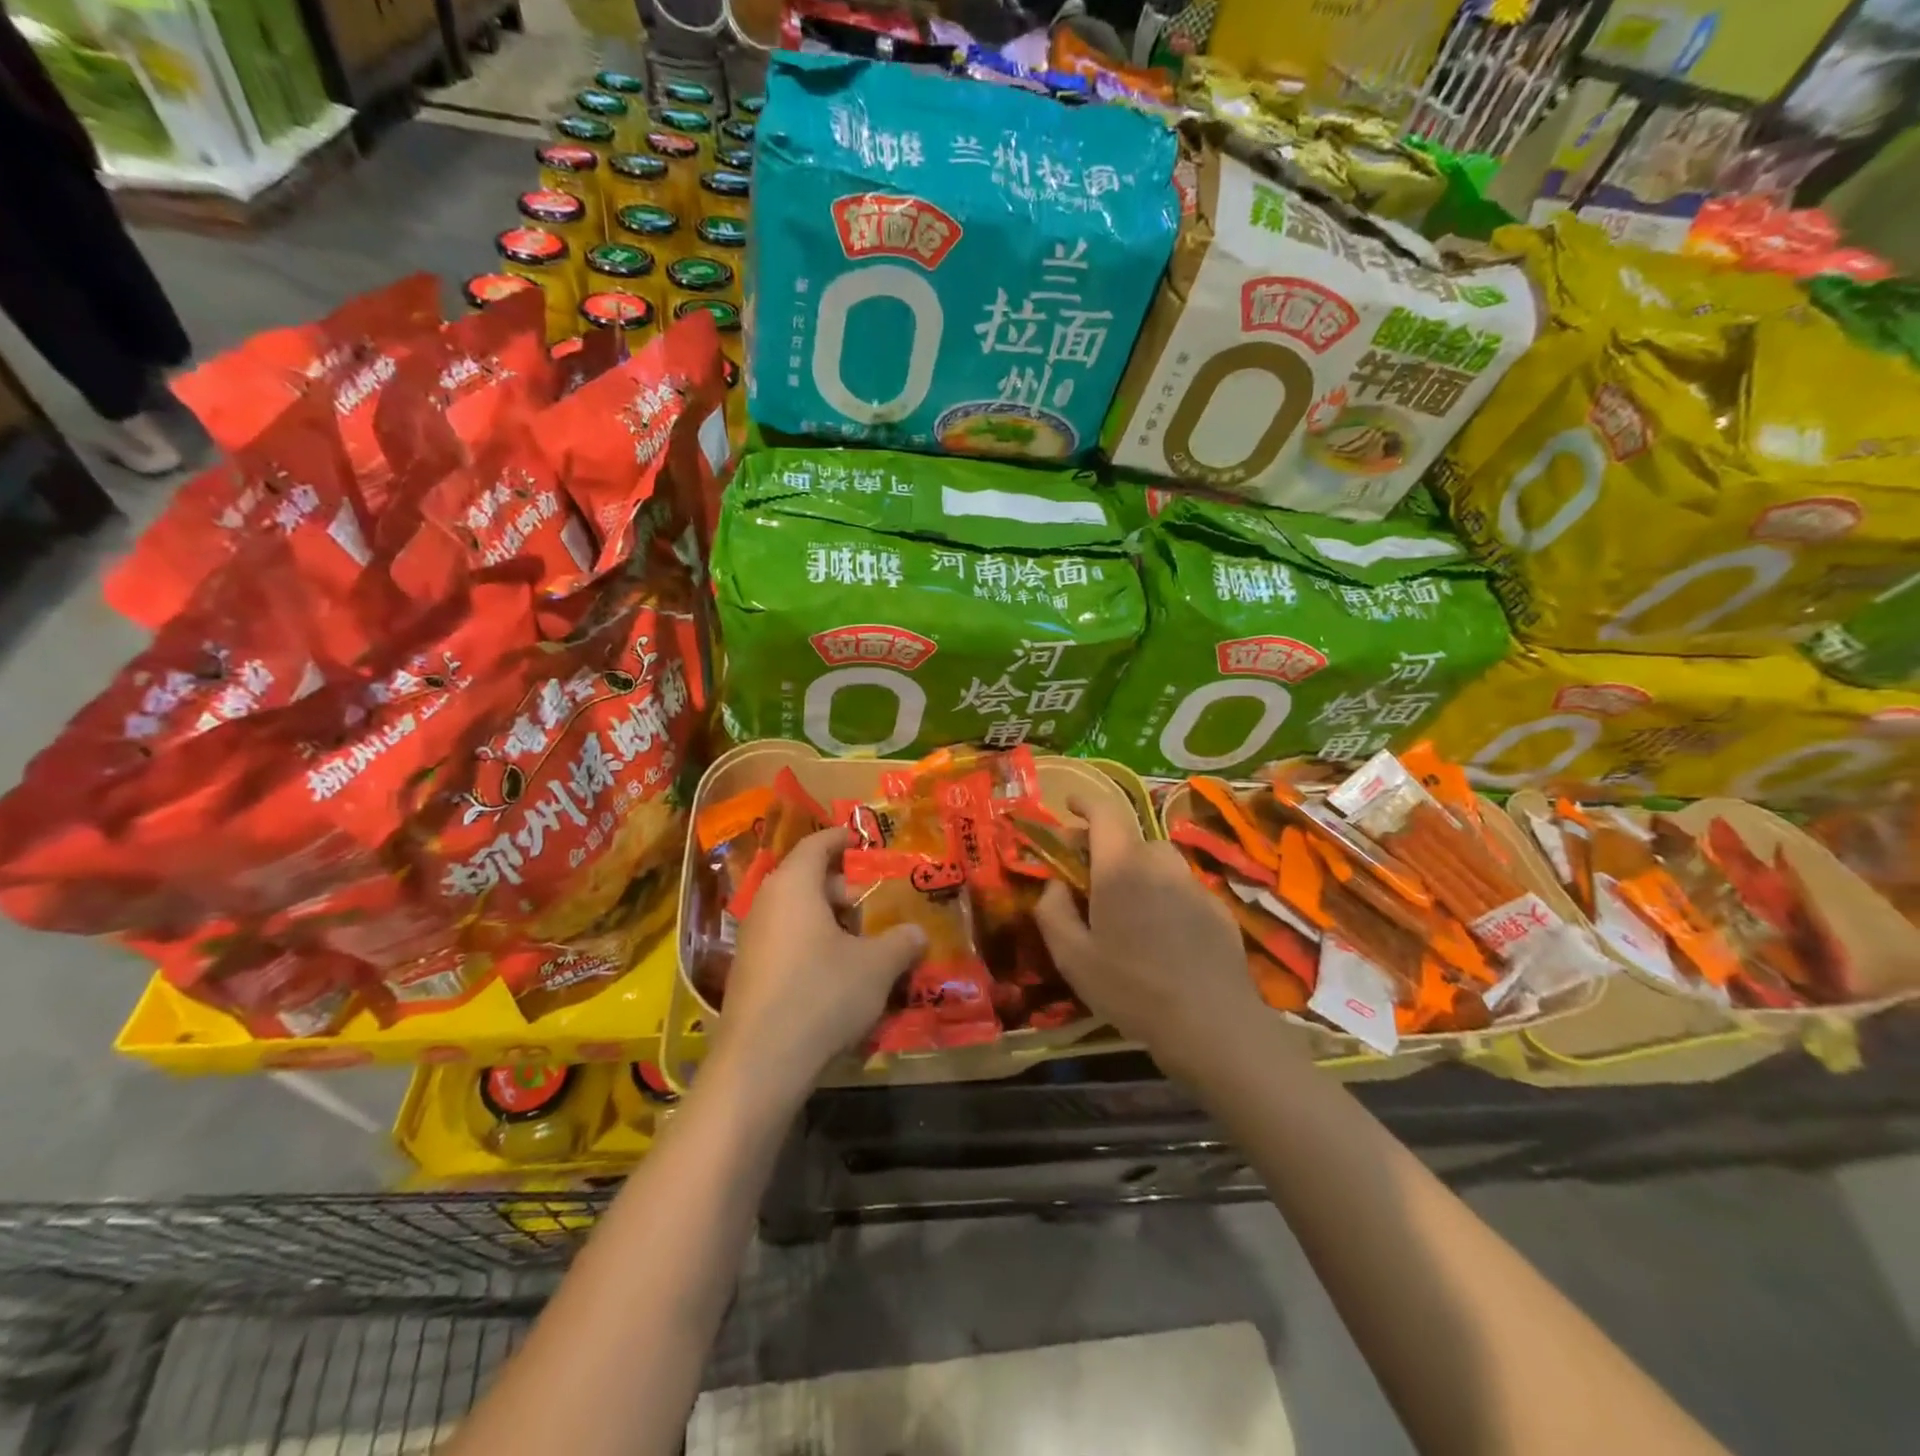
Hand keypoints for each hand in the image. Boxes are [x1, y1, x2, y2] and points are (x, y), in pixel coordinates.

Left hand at [715, 826, 927, 1097]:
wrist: (760, 1063)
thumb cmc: (822, 994)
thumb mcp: (876, 967)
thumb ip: (901, 943)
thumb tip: (917, 933)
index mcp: (794, 886)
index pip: (816, 844)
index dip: (841, 839)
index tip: (863, 841)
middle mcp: (767, 903)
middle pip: (806, 879)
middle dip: (843, 888)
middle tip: (875, 903)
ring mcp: (752, 939)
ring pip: (796, 913)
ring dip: (829, 921)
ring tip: (862, 942)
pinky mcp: (748, 973)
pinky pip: (785, 942)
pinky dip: (812, 944)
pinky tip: (837, 975)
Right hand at [1034, 794, 1261, 1080]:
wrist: (1211, 1024)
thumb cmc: (1132, 988)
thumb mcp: (1072, 957)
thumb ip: (1052, 911)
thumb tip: (1054, 884)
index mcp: (1121, 868)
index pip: (1104, 814)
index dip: (1084, 803)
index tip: (1069, 803)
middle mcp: (1160, 864)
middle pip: (1130, 838)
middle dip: (1105, 846)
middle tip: (1087, 872)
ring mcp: (1193, 885)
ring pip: (1159, 861)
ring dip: (1137, 868)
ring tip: (1126, 903)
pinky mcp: (1217, 908)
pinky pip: (1182, 886)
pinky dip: (1164, 893)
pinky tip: (1161, 931)